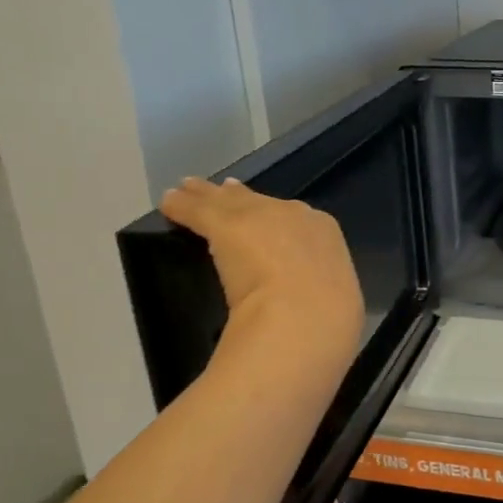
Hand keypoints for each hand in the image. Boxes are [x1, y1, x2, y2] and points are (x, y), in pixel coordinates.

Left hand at [159, 177, 364, 361]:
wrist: (306, 309)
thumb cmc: (329, 313)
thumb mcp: (334, 297)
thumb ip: (318, 291)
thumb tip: (318, 306)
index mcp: (323, 232)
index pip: (295, 217)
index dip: (276, 216)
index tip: (264, 216)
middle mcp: (293, 215)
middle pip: (260, 202)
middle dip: (242, 198)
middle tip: (226, 190)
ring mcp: (258, 216)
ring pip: (227, 201)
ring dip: (207, 196)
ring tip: (188, 188)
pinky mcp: (224, 225)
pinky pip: (197, 211)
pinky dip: (181, 207)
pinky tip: (168, 203)